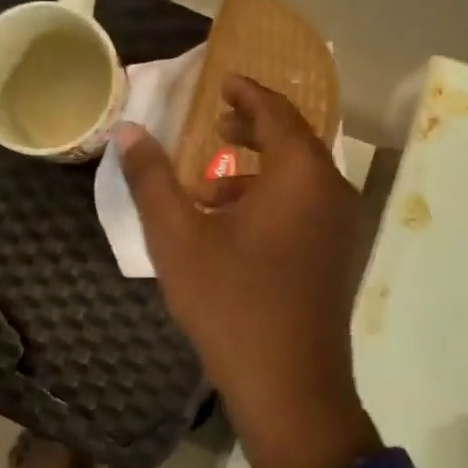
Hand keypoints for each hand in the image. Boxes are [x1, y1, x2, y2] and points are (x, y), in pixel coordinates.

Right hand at [117, 76, 380, 467]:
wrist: (288, 384)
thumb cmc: (231, 302)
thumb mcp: (178, 238)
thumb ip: (152, 179)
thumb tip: (127, 131)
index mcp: (300, 175)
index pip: (276, 113)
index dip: (247, 93)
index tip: (222, 83)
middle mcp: (331, 192)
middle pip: (293, 142)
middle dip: (251, 130)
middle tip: (213, 126)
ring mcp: (340, 228)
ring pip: (298, 179)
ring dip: (255, 172)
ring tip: (207, 188)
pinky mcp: (336, 257)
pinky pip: (305, 208)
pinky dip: (271, 201)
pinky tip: (232, 230)